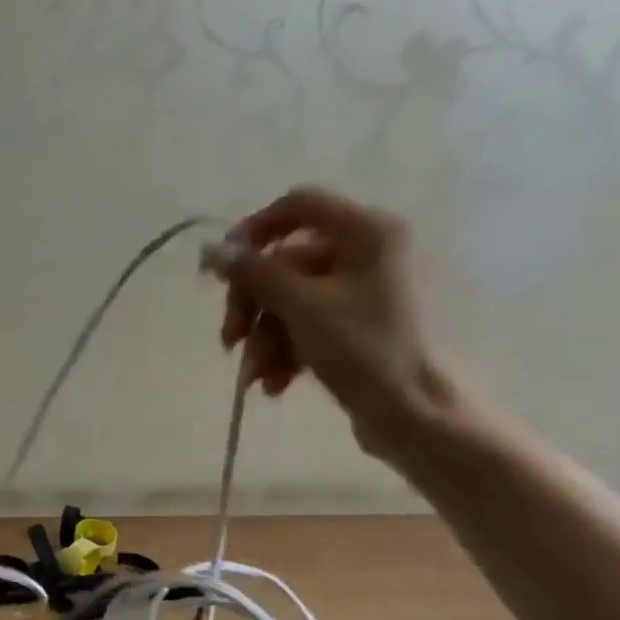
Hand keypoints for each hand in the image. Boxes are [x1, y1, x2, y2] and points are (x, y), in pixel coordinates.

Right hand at [203, 185, 454, 457]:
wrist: (409, 414)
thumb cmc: (361, 350)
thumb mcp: (300, 307)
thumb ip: (253, 273)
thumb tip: (210, 250)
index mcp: (366, 231)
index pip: (298, 205)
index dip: (253, 231)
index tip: (222, 268)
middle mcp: (365, 252)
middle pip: (284, 263)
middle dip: (252, 305)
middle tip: (230, 340)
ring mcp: (358, 290)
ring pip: (287, 300)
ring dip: (263, 338)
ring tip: (256, 376)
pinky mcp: (351, 325)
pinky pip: (302, 324)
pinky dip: (282, 351)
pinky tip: (274, 384)